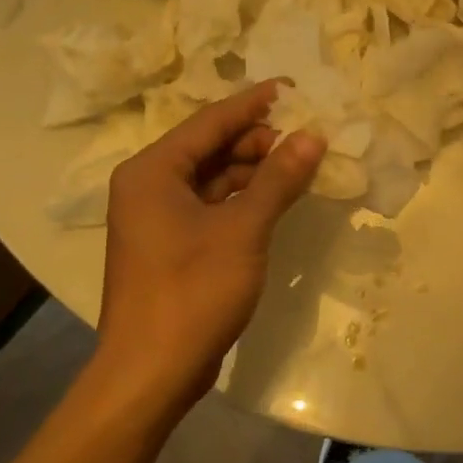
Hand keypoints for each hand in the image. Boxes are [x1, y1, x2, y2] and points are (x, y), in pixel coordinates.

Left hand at [96, 82, 325, 410]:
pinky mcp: (171, 244)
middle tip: (307, 134)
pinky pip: (212, 204)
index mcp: (153, 171)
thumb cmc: (192, 292)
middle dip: (259, 139)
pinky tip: (278, 197)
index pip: (210, 121)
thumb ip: (278, 178)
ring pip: (213, 177)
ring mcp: (158, 217)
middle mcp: (149, 185)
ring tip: (301, 163)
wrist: (150, 375)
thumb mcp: (243, 229)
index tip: (294, 87)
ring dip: (255, 170)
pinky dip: (244, 198)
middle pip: (211, 147)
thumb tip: (313, 135)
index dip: (254, 103)